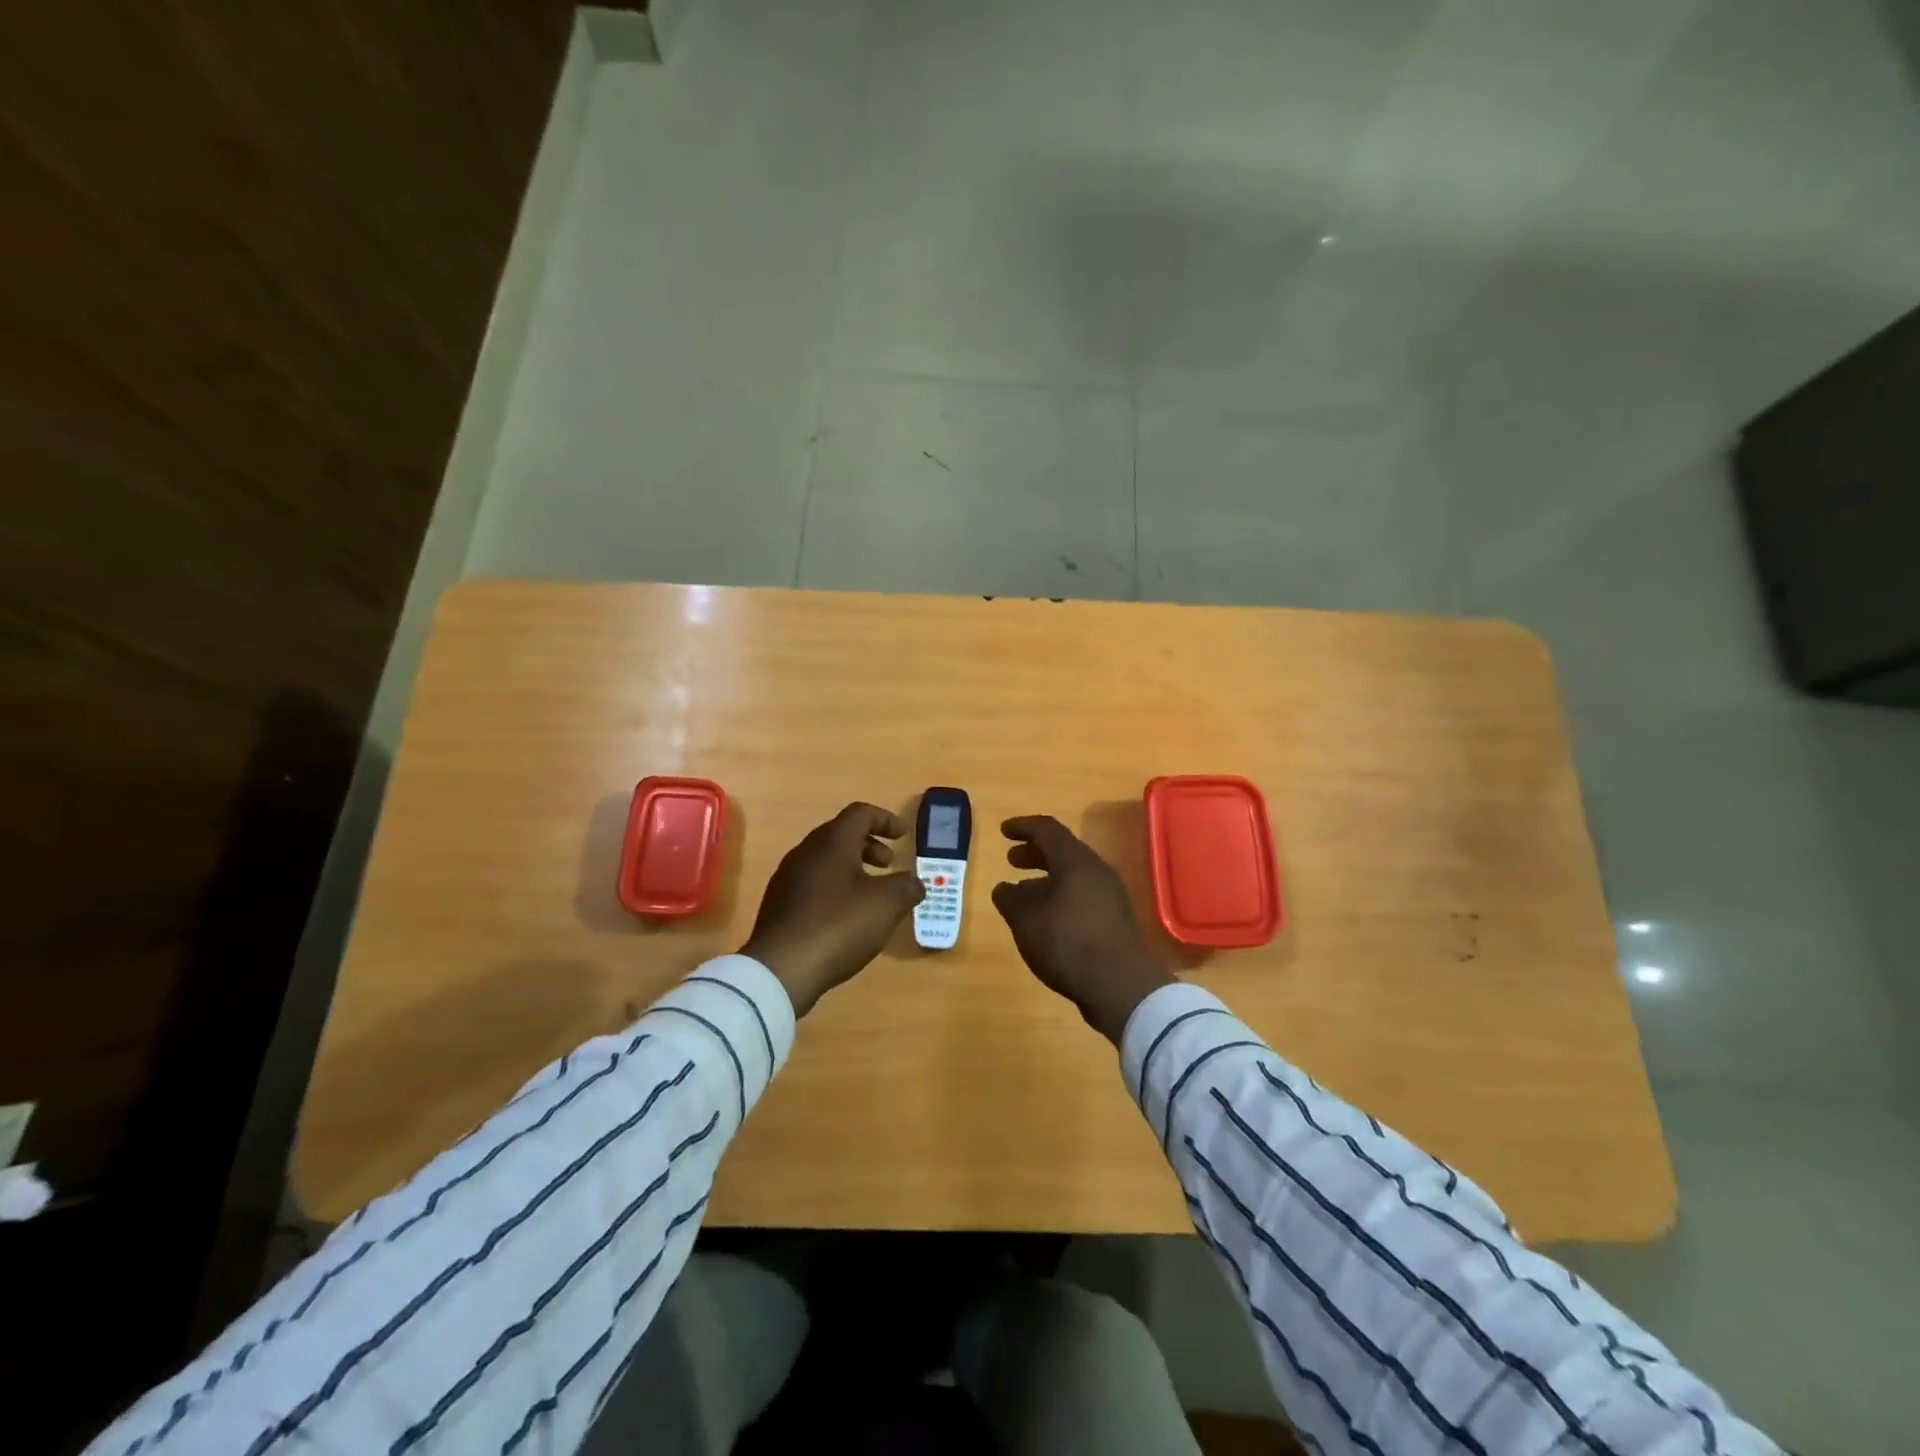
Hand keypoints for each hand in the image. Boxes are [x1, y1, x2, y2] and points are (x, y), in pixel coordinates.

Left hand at [741, 803, 924, 1015]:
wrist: (780, 969)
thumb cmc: (838, 926)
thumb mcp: (886, 905)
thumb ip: (906, 887)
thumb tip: (914, 883)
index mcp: (831, 842)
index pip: (860, 813)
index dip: (885, 819)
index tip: (904, 835)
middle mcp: (806, 852)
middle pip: (840, 834)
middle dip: (869, 845)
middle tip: (889, 865)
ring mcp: (787, 878)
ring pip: (825, 860)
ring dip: (852, 868)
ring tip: (871, 894)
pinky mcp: (779, 905)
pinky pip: (813, 883)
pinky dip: (835, 888)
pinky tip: (846, 917)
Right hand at [990, 816, 1174, 1044]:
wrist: (1121, 986)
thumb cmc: (1068, 943)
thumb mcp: (1026, 921)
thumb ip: (1011, 899)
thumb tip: (1004, 887)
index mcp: (1075, 861)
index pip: (1047, 830)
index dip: (1023, 827)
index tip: (1003, 831)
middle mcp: (1096, 870)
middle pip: (1063, 851)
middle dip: (1034, 852)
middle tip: (1011, 860)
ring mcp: (1110, 894)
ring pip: (1073, 874)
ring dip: (1046, 877)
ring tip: (1023, 892)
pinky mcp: (1115, 918)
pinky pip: (1082, 894)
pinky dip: (1060, 895)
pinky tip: (1046, 918)